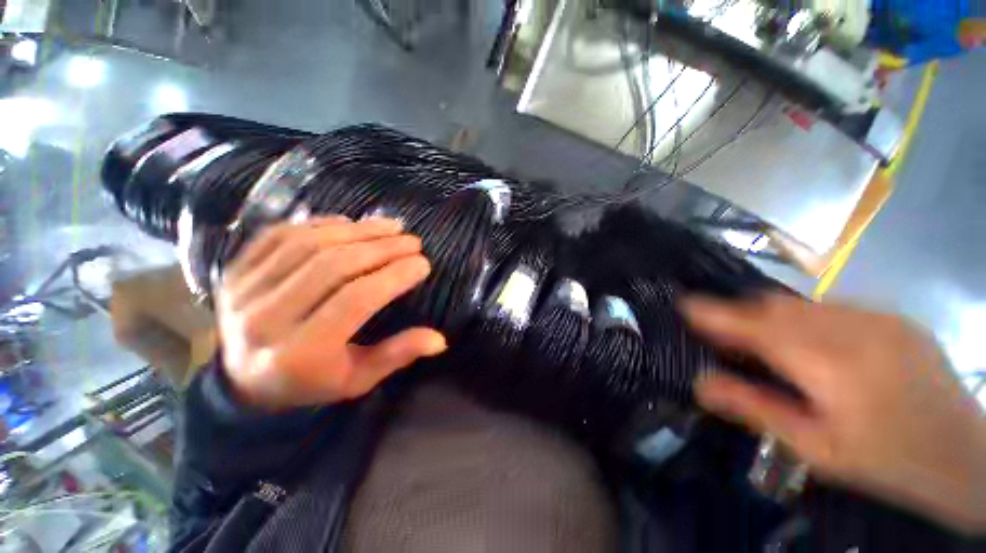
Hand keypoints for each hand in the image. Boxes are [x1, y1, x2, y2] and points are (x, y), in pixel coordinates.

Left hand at [216, 216, 446, 411]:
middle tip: (412, 241)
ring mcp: (243, 291)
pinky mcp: (234, 271)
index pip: (355, 300)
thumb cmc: (310, 381)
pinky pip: (280, 235)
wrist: (244, 378)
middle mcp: (264, 320)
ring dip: (357, 230)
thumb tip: (440, 340)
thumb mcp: (356, 379)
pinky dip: (320, 224)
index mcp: (299, 354)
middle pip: (332, 267)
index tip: (422, 263)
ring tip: (390, 226)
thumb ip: (396, 356)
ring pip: (308, 245)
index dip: (393, 276)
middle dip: (381, 248)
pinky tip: (349, 222)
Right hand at [682, 293, 985, 532]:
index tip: (683, 304)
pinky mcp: (894, 317)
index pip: (753, 324)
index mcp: (827, 364)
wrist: (965, 454)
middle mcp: (851, 328)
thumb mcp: (814, 448)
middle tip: (724, 333)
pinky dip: (807, 316)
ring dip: (772, 315)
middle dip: (741, 313)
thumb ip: (755, 408)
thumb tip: (700, 382)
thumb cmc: (885, 460)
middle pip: (775, 306)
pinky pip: (833, 306)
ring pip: (802, 303)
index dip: (714, 312)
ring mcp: (878, 318)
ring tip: (765, 339)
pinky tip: (815, 343)